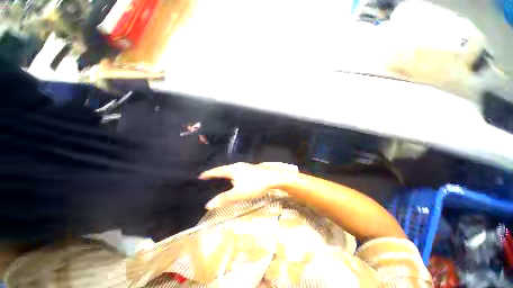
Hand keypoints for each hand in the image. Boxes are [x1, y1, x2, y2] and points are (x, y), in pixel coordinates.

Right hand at [198, 162, 297, 209]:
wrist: (272, 178)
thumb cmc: (255, 185)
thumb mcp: (238, 194)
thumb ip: (224, 199)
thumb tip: (209, 205)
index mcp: (233, 170)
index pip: (218, 171)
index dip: (209, 174)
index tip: (202, 175)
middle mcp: (238, 166)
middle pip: (225, 168)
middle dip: (217, 172)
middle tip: (211, 176)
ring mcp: (246, 167)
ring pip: (233, 169)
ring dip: (226, 172)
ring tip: (222, 176)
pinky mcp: (252, 169)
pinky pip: (239, 170)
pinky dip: (234, 173)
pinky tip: (238, 177)